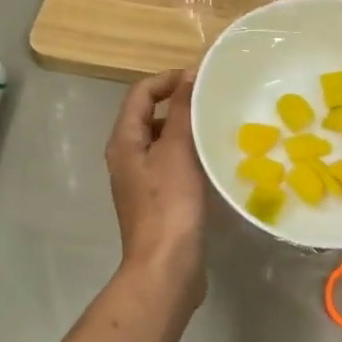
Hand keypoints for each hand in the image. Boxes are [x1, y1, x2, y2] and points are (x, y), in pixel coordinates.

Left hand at [106, 68, 207, 303]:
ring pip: (163, 143)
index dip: (168, 79)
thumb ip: (182, 110)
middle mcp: (127, 158)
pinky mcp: (158, 202)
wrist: (167, 267)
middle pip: (149, 117)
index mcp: (124, 141)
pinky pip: (172, 166)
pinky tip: (213, 163)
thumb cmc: (170, 205)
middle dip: (178, 104)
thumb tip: (188, 74)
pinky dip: (189, 157)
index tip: (201, 79)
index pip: (140, 93)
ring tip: (217, 128)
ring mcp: (141, 182)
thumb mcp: (176, 151)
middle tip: (213, 102)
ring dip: (186, 131)